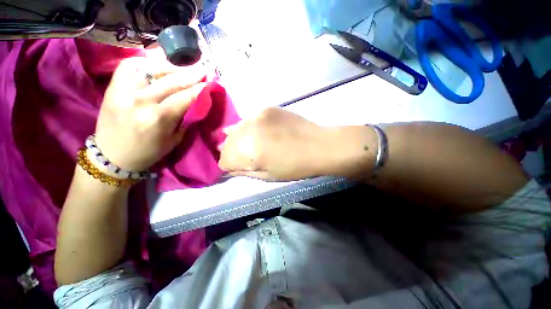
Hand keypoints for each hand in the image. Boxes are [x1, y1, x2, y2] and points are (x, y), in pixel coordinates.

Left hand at [94, 57, 206, 170]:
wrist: (113, 156)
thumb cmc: (149, 152)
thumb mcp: (174, 139)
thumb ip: (185, 119)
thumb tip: (197, 102)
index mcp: (159, 118)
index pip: (186, 97)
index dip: (200, 89)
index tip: (210, 83)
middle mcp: (141, 101)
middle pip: (172, 81)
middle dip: (191, 74)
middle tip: (202, 69)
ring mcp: (124, 91)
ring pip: (152, 70)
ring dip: (172, 66)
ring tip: (183, 67)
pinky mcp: (112, 88)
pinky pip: (128, 66)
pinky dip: (143, 62)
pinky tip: (155, 65)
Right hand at [219, 108, 332, 179]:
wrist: (319, 145)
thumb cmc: (295, 166)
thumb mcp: (268, 176)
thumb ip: (245, 171)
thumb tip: (230, 169)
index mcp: (248, 151)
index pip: (224, 159)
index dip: (229, 166)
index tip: (237, 168)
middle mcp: (248, 130)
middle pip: (227, 143)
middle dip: (232, 152)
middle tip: (243, 157)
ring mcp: (257, 115)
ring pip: (236, 129)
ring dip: (239, 139)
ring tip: (249, 144)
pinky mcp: (266, 109)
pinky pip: (250, 120)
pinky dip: (250, 128)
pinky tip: (259, 132)